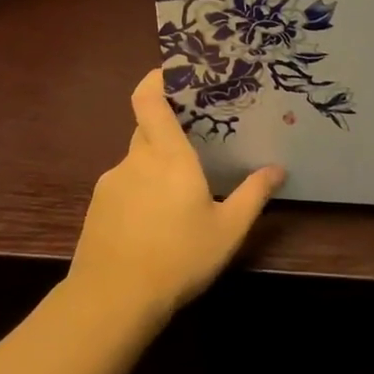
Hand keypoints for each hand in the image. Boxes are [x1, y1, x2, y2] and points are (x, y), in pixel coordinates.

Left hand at [69, 69, 285, 316]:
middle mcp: (135, 160)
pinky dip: (139, 191)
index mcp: (168, 156)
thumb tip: (277, 169)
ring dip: (155, 166)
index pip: (148, 100)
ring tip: (178, 193)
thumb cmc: (178, 258)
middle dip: (168, 129)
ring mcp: (110, 184)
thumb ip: (253, 194)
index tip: (172, 71)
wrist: (112, 301)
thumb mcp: (228, 229)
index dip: (156, 79)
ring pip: (136, 160)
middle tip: (196, 140)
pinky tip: (154, 222)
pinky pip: (123, 185)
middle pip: (146, 128)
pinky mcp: (96, 208)